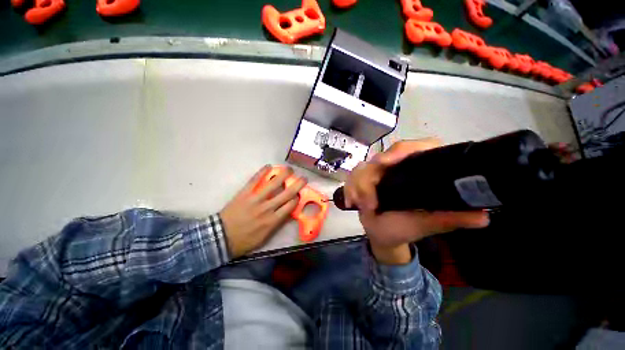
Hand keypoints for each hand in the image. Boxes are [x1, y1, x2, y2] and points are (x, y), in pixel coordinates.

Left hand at [220, 165, 306, 258]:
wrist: (221, 238)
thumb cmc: (245, 240)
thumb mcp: (265, 238)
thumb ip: (277, 225)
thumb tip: (286, 213)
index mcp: (273, 220)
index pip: (290, 205)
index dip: (297, 198)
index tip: (299, 194)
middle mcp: (267, 208)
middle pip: (287, 193)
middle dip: (298, 184)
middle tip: (303, 178)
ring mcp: (256, 199)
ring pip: (273, 184)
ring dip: (283, 175)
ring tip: (289, 169)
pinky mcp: (245, 193)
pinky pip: (255, 180)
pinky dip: (262, 172)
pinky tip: (268, 166)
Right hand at [344, 139, 489, 263]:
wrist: (381, 234)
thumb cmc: (404, 229)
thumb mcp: (426, 224)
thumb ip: (449, 219)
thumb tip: (483, 216)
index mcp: (419, 170)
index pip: (416, 147)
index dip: (401, 150)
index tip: (385, 163)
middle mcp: (399, 166)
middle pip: (382, 156)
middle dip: (370, 177)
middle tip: (368, 200)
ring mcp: (379, 171)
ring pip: (362, 167)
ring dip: (358, 187)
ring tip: (363, 206)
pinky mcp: (364, 177)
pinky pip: (351, 176)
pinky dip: (349, 189)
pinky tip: (351, 202)